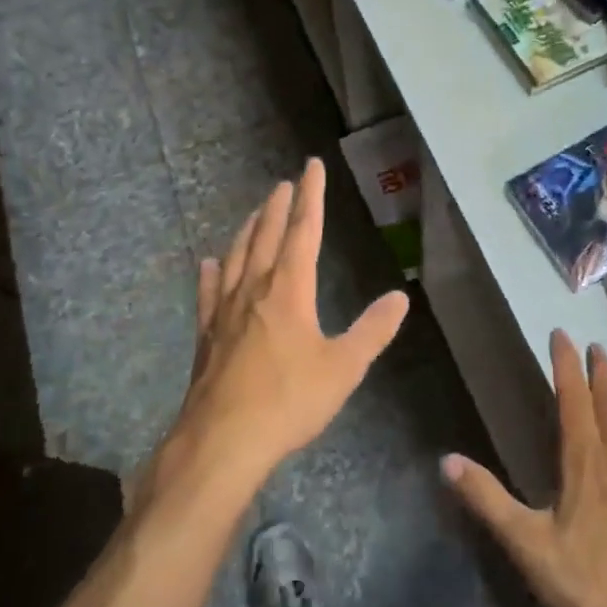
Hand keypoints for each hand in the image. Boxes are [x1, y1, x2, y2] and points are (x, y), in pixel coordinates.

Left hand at [166, 158, 409, 493]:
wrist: (223, 441)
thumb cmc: (289, 401)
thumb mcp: (344, 367)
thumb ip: (372, 330)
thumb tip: (399, 297)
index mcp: (289, 290)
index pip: (303, 230)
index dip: (310, 196)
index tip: (310, 166)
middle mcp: (255, 289)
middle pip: (265, 236)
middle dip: (276, 207)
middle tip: (283, 184)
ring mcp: (226, 311)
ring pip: (236, 257)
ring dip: (246, 230)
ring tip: (252, 213)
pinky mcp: (207, 335)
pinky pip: (209, 292)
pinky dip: (211, 273)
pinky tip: (208, 263)